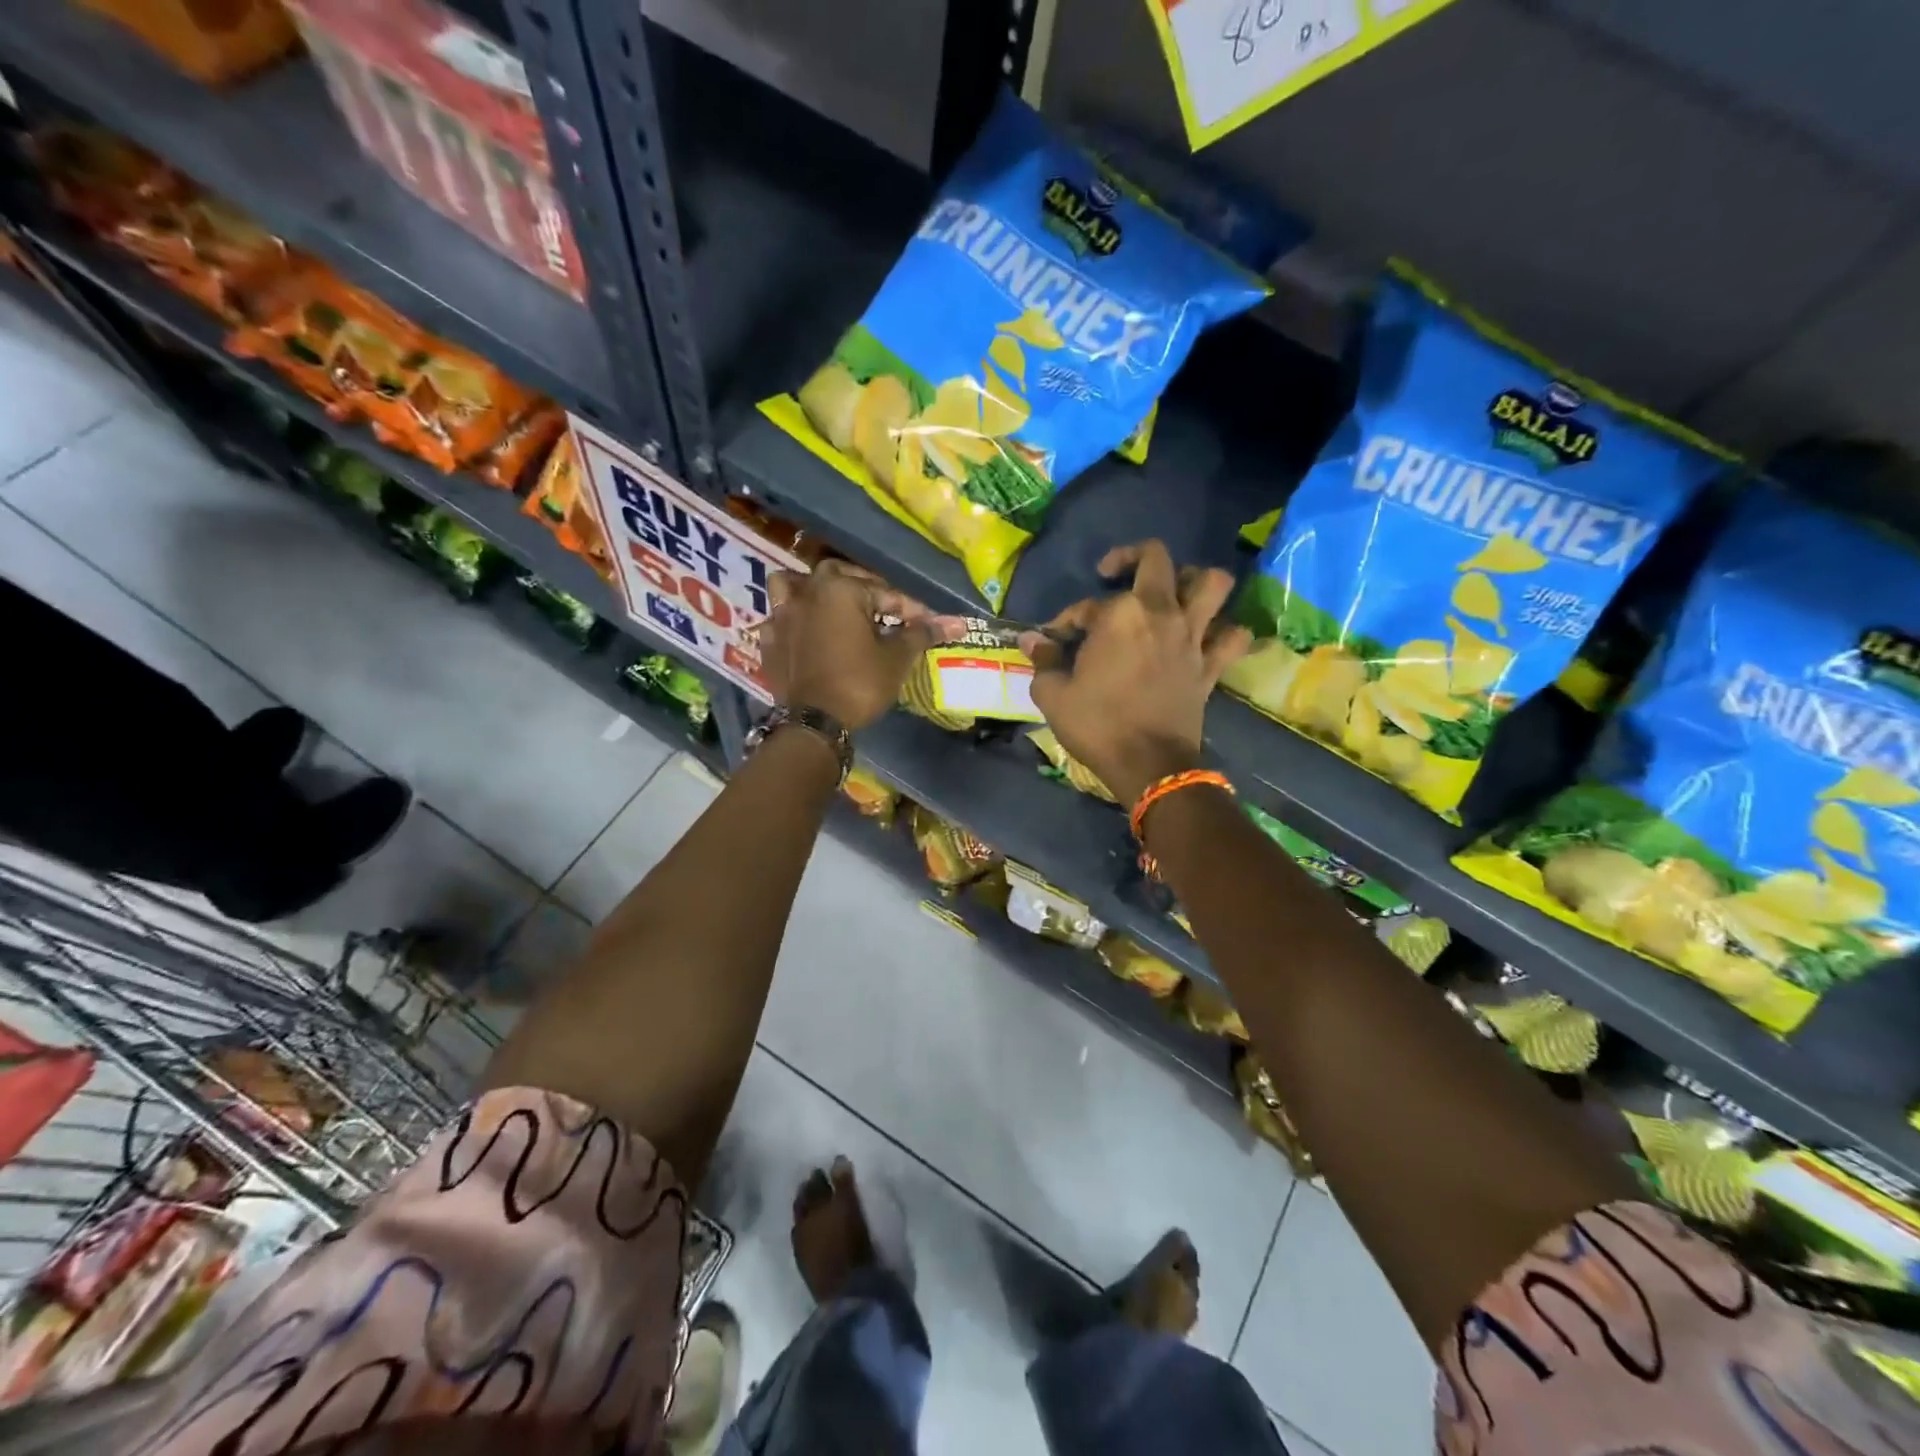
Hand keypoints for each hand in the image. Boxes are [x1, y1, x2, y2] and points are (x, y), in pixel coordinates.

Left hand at [762, 560, 964, 729]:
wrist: (815, 723)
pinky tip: (803, 633)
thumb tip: (956, 623)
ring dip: (812, 590)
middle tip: (884, 610)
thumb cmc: (860, 684)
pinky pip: (778, 619)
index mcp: (840, 589)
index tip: (929, 624)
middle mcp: (807, 593)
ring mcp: (782, 616)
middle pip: (839, 576)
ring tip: (830, 605)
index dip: (911, 609)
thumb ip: (921, 634)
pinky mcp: (768, 640)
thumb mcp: (897, 658)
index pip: (885, 593)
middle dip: (865, 589)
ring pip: (793, 586)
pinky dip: (791, 621)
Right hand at [1021, 541, 1250, 805]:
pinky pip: (1233, 637)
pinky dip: (1226, 632)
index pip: (1087, 605)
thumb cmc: (1097, 725)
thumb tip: (1032, 639)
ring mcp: (1192, 637)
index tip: (1055, 640)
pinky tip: (1210, 636)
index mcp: (1119, 615)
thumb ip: (1043, 660)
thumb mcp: (1053, 694)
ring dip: (1194, 580)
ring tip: (1174, 592)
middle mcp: (1161, 613)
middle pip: (1158, 560)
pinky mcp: (1211, 665)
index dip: (1067, 619)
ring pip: (1213, 584)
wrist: (1148, 765)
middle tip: (1114, 574)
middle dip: (1132, 557)